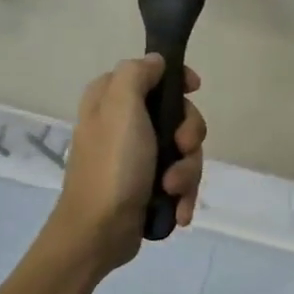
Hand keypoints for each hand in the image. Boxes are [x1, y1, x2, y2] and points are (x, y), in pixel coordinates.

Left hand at [48, 55, 205, 272]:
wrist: (98, 232)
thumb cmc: (112, 166)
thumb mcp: (120, 108)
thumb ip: (137, 75)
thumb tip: (156, 61)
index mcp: (111, 101)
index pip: (152, 74)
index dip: (177, 80)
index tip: (194, 89)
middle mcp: (124, 126)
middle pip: (178, 115)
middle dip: (188, 136)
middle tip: (181, 148)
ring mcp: (138, 158)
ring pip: (184, 152)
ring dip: (186, 172)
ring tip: (172, 191)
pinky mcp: (148, 187)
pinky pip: (180, 181)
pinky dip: (183, 195)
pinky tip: (178, 210)